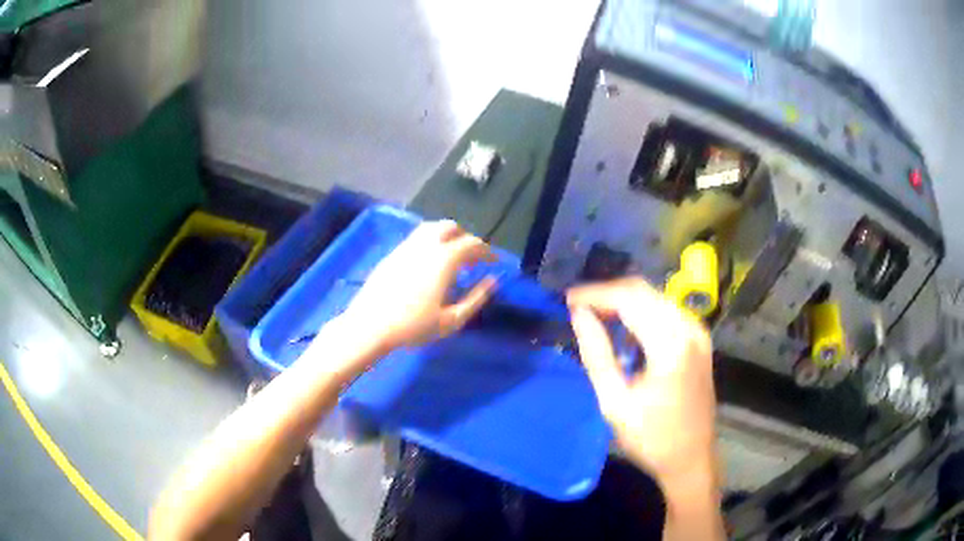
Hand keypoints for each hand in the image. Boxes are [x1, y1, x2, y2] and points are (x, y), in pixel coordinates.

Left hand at [342, 220, 497, 351]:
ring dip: (446, 237)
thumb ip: (476, 298)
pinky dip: (430, 243)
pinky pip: (416, 239)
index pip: (471, 243)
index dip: (486, 250)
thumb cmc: (414, 326)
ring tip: (451, 259)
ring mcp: (405, 247)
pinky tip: (429, 265)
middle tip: (472, 259)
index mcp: (443, 258)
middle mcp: (425, 245)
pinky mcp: (392, 254)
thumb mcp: (452, 319)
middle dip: (465, 238)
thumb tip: (492, 282)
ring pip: (430, 229)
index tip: (493, 261)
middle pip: (450, 227)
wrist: (371, 326)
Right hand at [566, 278, 716, 487]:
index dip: (595, 293)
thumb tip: (578, 315)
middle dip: (608, 294)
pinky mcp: (699, 340)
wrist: (692, 459)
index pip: (629, 299)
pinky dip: (641, 313)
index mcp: (671, 344)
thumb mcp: (615, 402)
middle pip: (644, 291)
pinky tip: (623, 329)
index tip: (566, 299)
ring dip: (624, 302)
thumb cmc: (651, 438)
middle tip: (577, 307)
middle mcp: (689, 328)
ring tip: (594, 316)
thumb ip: (596, 353)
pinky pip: (666, 311)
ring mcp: (698, 332)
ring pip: (655, 298)